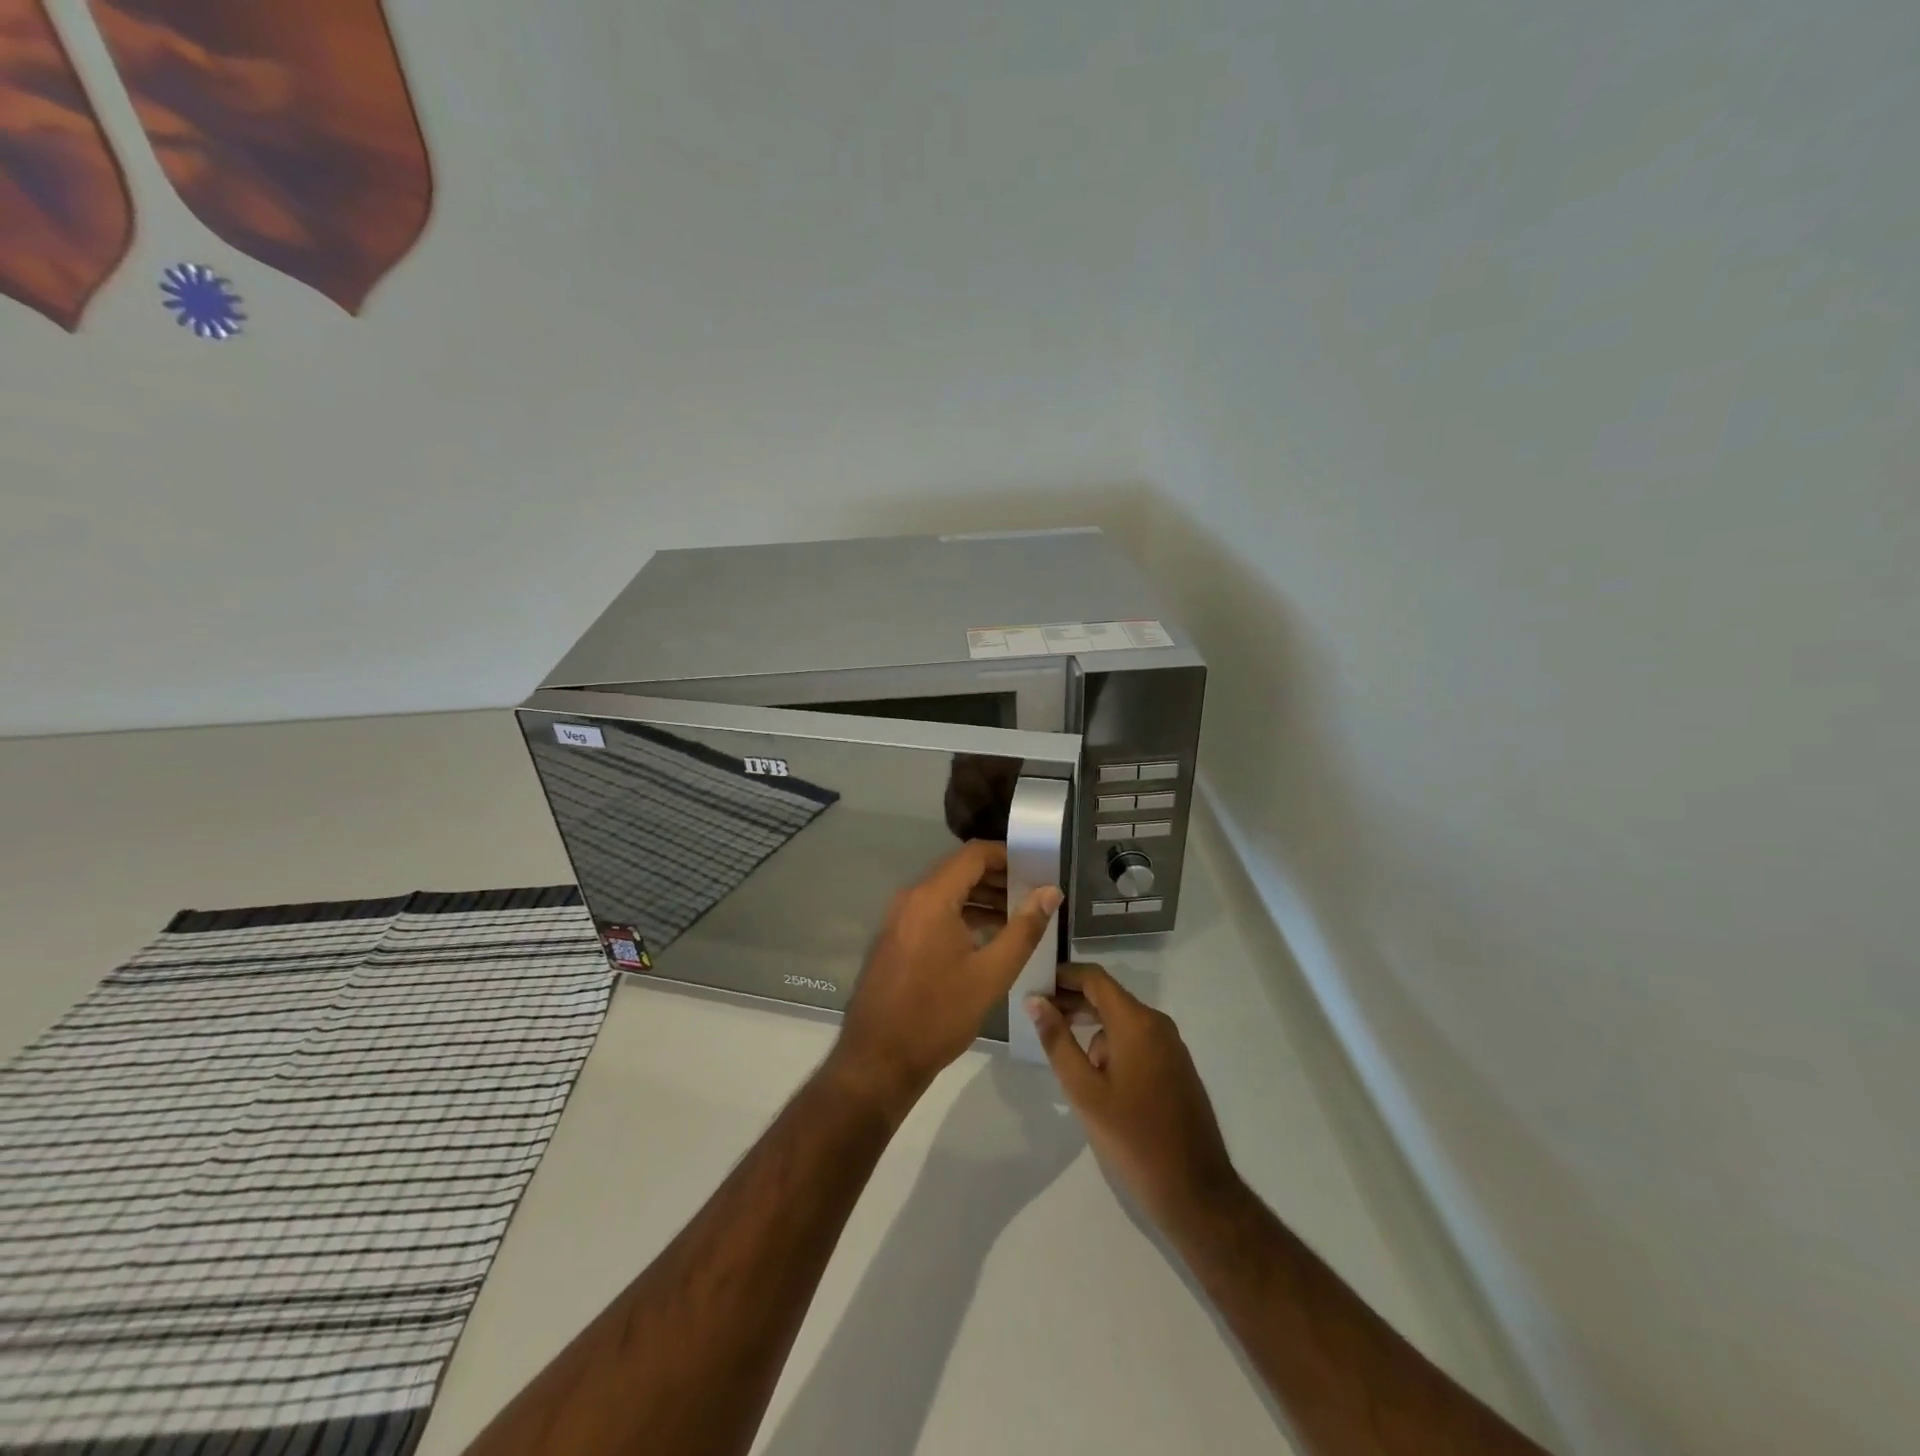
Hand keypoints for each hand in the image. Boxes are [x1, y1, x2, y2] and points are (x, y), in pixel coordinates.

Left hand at [832, 841, 1061, 1120]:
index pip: (973, 854)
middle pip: (959, 870)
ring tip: (1018, 916)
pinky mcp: (895, 937)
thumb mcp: (991, 974)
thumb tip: (1050, 891)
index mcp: (932, 898)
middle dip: (998, 877)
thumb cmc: (938, 1015)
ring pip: (946, 892)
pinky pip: (932, 911)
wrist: (879, 1059)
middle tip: (1034, 894)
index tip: (1037, 868)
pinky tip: (987, 936)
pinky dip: (960, 914)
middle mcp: (911, 898)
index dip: (1007, 855)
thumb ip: (1024, 929)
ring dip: (980, 897)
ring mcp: (899, 918)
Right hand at [1027, 965, 1240, 1231]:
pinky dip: (1111, 1045)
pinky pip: (1137, 1041)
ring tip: (1061, 1052)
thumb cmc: (1133, 1138)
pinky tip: (1094, 1076)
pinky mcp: (1176, 1068)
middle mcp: (1157, 1024)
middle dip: (1072, 1003)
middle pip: (1108, 998)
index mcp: (1136, 1022)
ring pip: (1121, 1022)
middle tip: (1037, 1016)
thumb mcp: (1084, 1091)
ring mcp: (1170, 1046)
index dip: (1063, 976)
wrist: (1196, 1192)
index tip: (1034, 984)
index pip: (1094, 978)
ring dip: (1091, 1028)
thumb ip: (1057, 1041)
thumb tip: (1035, 1000)